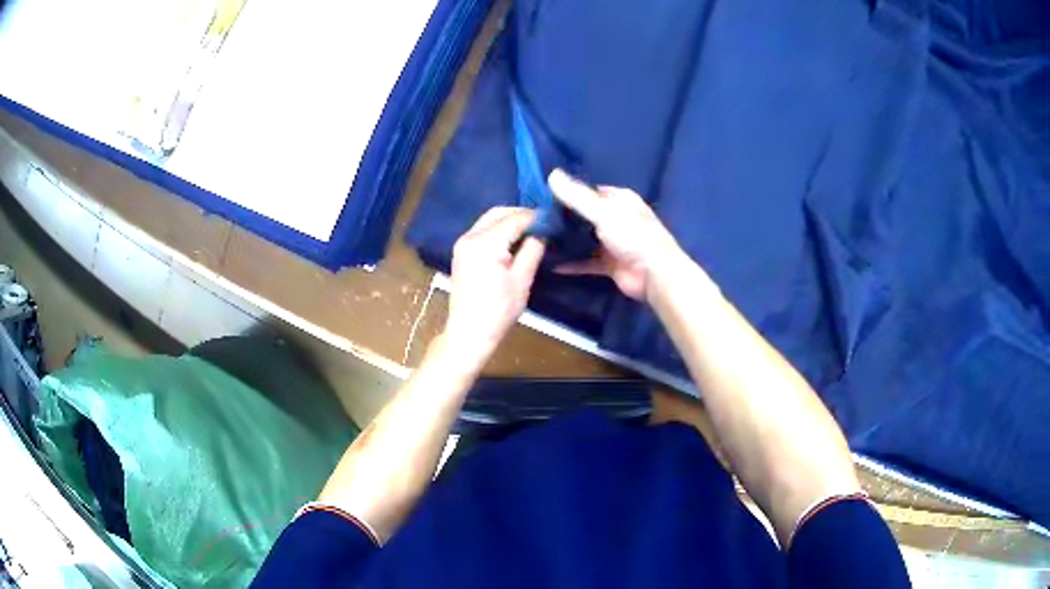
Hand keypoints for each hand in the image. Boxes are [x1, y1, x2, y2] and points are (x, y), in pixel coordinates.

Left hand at [443, 207, 545, 370]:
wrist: (469, 332)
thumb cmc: (498, 310)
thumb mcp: (522, 279)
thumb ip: (533, 249)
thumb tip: (545, 230)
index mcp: (484, 242)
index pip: (515, 219)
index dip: (537, 217)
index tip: (555, 219)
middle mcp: (470, 236)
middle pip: (499, 213)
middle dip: (522, 215)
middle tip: (545, 224)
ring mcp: (463, 243)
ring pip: (490, 219)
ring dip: (510, 220)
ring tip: (533, 231)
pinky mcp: (462, 251)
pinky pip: (483, 230)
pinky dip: (499, 229)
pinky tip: (515, 239)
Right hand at [548, 169, 683, 300]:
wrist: (654, 274)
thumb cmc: (632, 235)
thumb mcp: (603, 211)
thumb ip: (576, 196)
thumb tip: (552, 174)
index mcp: (619, 200)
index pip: (590, 191)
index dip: (569, 193)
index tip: (543, 198)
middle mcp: (616, 218)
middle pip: (585, 216)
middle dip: (564, 218)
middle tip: (536, 220)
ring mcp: (613, 242)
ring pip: (584, 239)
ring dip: (567, 240)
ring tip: (539, 239)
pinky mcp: (609, 264)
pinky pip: (586, 261)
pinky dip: (572, 263)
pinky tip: (551, 263)